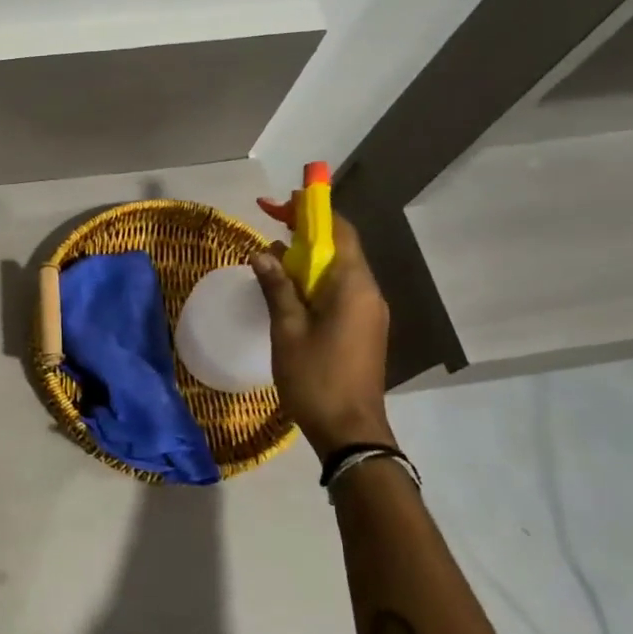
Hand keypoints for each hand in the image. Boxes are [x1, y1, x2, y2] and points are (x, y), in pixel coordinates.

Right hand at [250, 216, 396, 455]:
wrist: (350, 430)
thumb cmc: (316, 377)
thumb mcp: (288, 330)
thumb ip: (277, 287)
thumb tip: (263, 253)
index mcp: (353, 286)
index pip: (339, 232)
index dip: (312, 211)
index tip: (283, 202)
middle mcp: (368, 292)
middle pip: (340, 249)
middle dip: (307, 233)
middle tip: (272, 226)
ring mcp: (369, 312)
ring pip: (339, 272)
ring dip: (308, 260)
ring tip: (273, 258)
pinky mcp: (363, 329)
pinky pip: (340, 293)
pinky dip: (315, 282)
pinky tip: (289, 291)